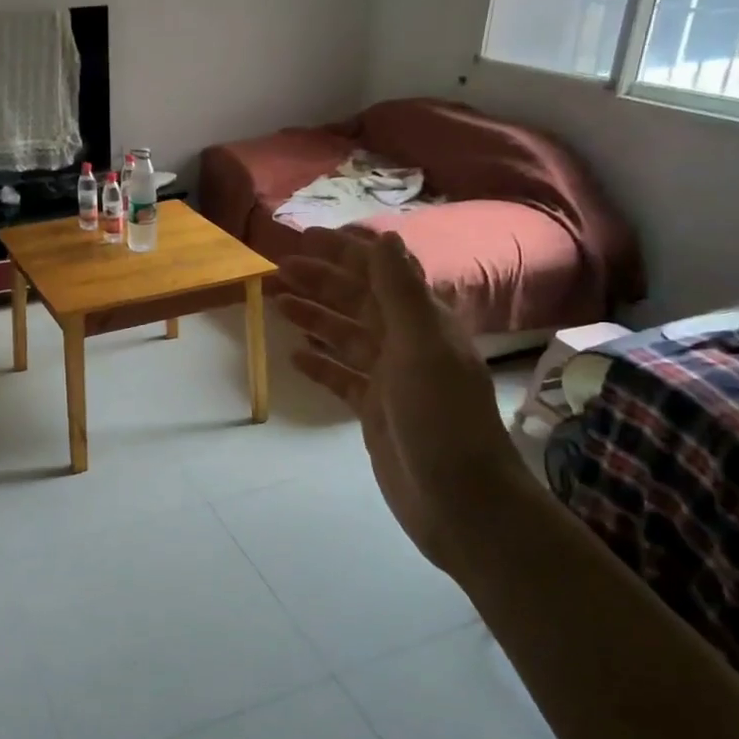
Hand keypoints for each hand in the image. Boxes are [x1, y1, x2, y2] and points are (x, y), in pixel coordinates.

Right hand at [272, 230, 528, 570]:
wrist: (460, 500)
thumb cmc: (442, 418)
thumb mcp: (422, 347)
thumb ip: (401, 292)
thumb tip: (385, 238)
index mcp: (423, 322)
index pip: (380, 273)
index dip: (345, 252)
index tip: (306, 238)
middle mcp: (407, 343)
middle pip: (357, 301)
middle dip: (321, 281)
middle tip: (278, 269)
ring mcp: (390, 378)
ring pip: (345, 336)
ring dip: (314, 316)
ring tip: (278, 302)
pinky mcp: (375, 410)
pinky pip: (342, 377)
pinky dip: (320, 364)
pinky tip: (294, 355)